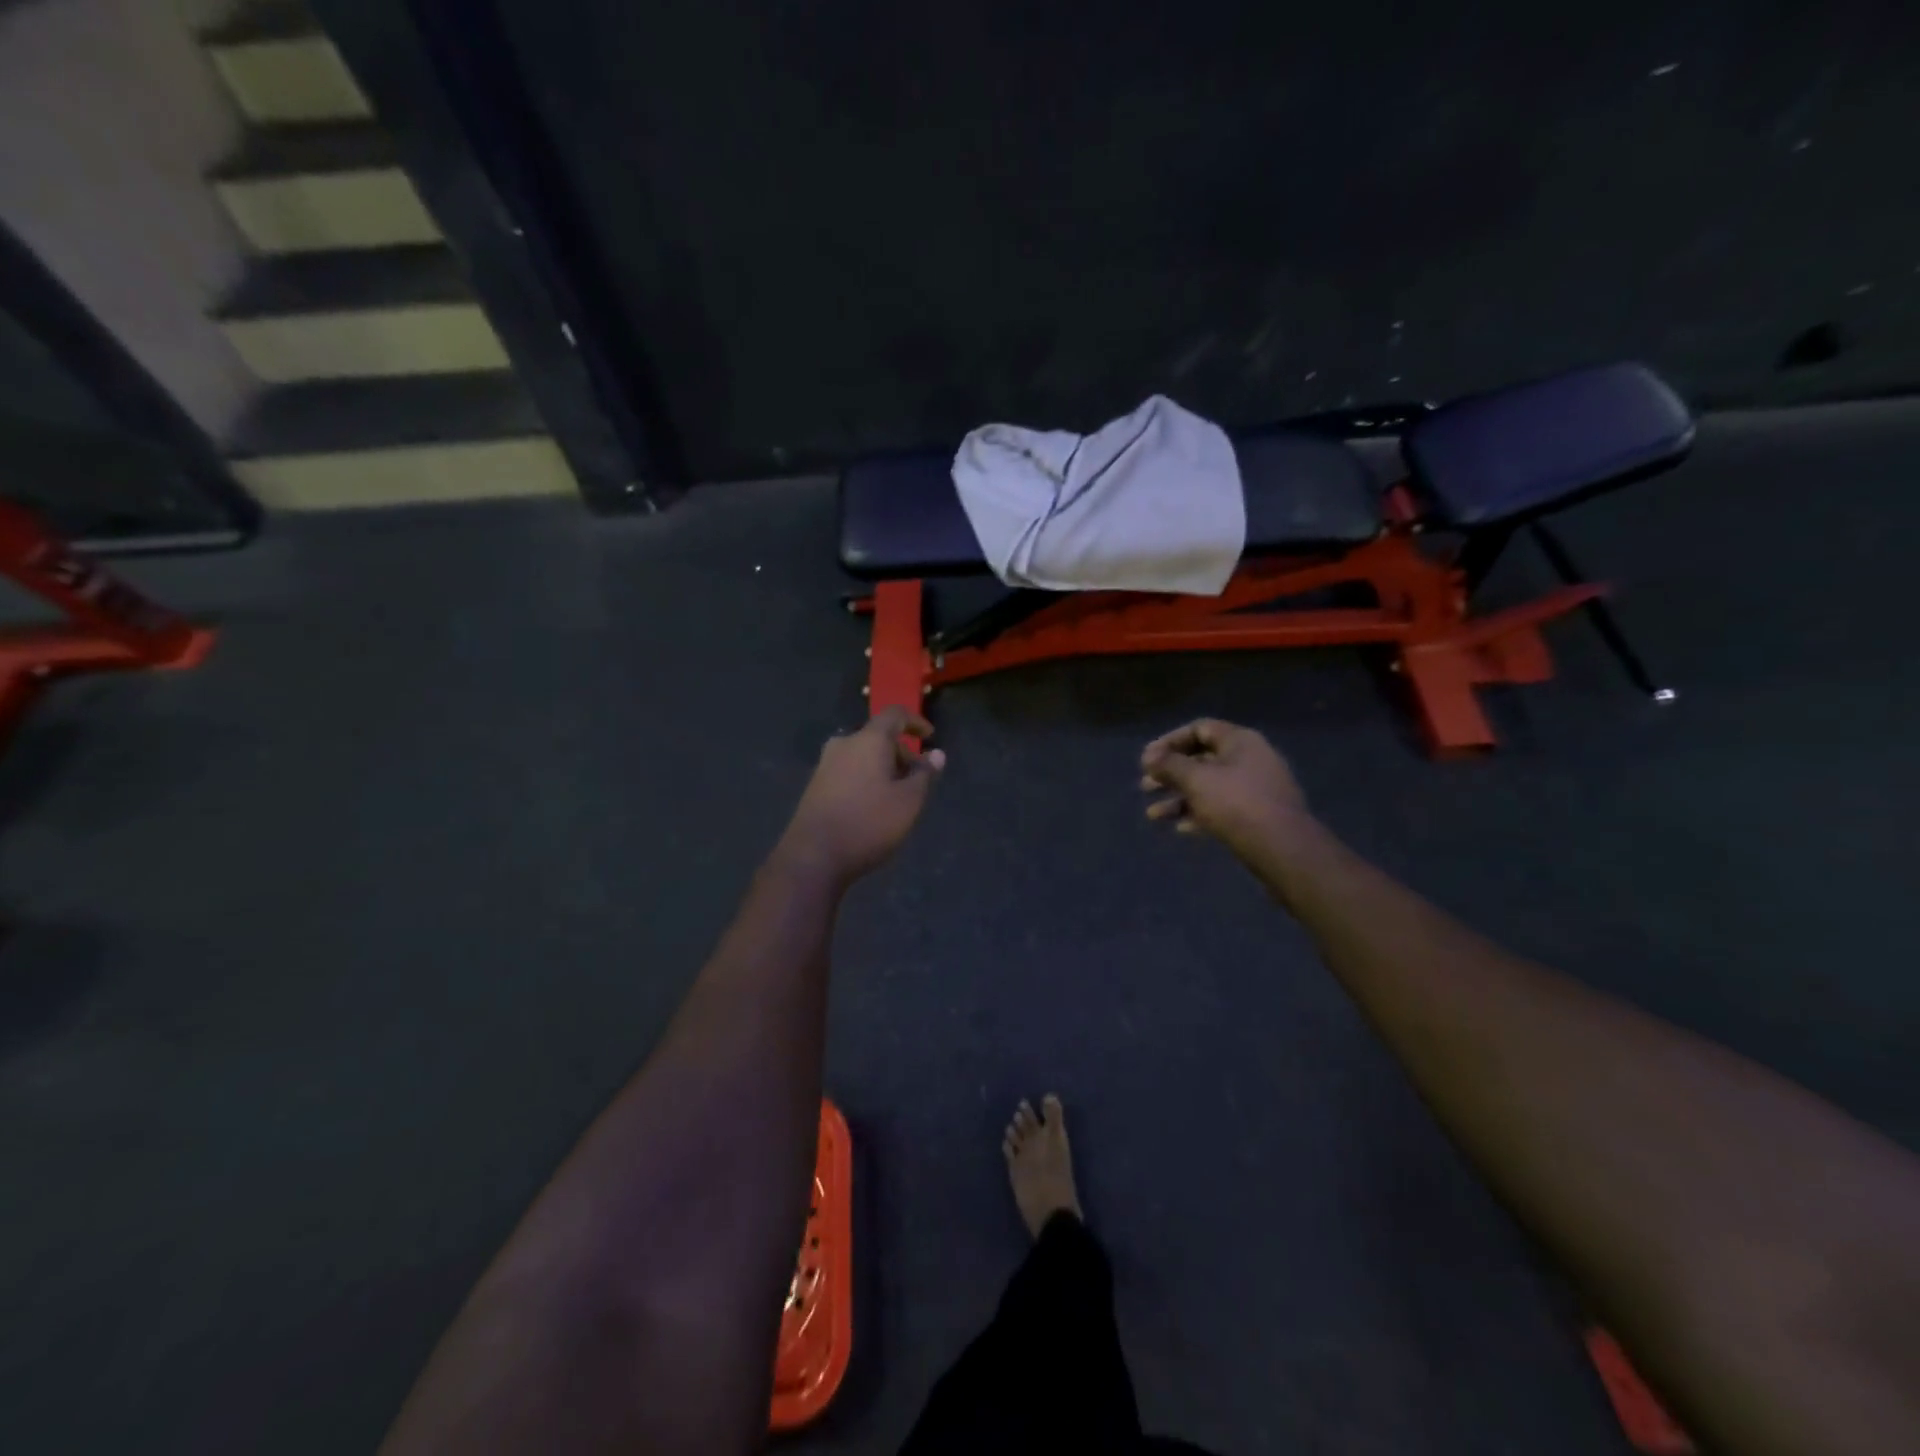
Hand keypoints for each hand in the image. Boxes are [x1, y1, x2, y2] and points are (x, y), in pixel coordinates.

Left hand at [777, 707, 945, 884]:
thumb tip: (936, 754)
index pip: (895, 714)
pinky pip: (848, 770)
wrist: (813, 856)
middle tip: (917, 779)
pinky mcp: (815, 785)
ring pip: (862, 755)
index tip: (930, 737)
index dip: (915, 721)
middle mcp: (844, 744)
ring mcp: (825, 764)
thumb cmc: (869, 823)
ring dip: (883, 767)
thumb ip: (924, 774)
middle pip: (878, 736)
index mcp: (868, 740)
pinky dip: (866, 778)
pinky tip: (873, 806)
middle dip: (901, 752)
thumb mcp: (909, 801)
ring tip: (897, 796)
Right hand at [1140, 718, 1311, 858]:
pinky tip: (1180, 829)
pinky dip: (1198, 814)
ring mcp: (1255, 788)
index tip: (1147, 759)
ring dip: (1179, 798)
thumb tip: (1149, 756)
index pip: (1199, 728)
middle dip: (1170, 773)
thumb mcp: (1196, 780)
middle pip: (1202, 759)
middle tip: (1145, 786)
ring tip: (1153, 815)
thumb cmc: (1236, 804)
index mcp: (1240, 741)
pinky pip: (1222, 808)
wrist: (1284, 849)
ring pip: (1209, 786)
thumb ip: (1169, 765)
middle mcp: (1250, 759)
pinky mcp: (1258, 815)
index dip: (1169, 741)